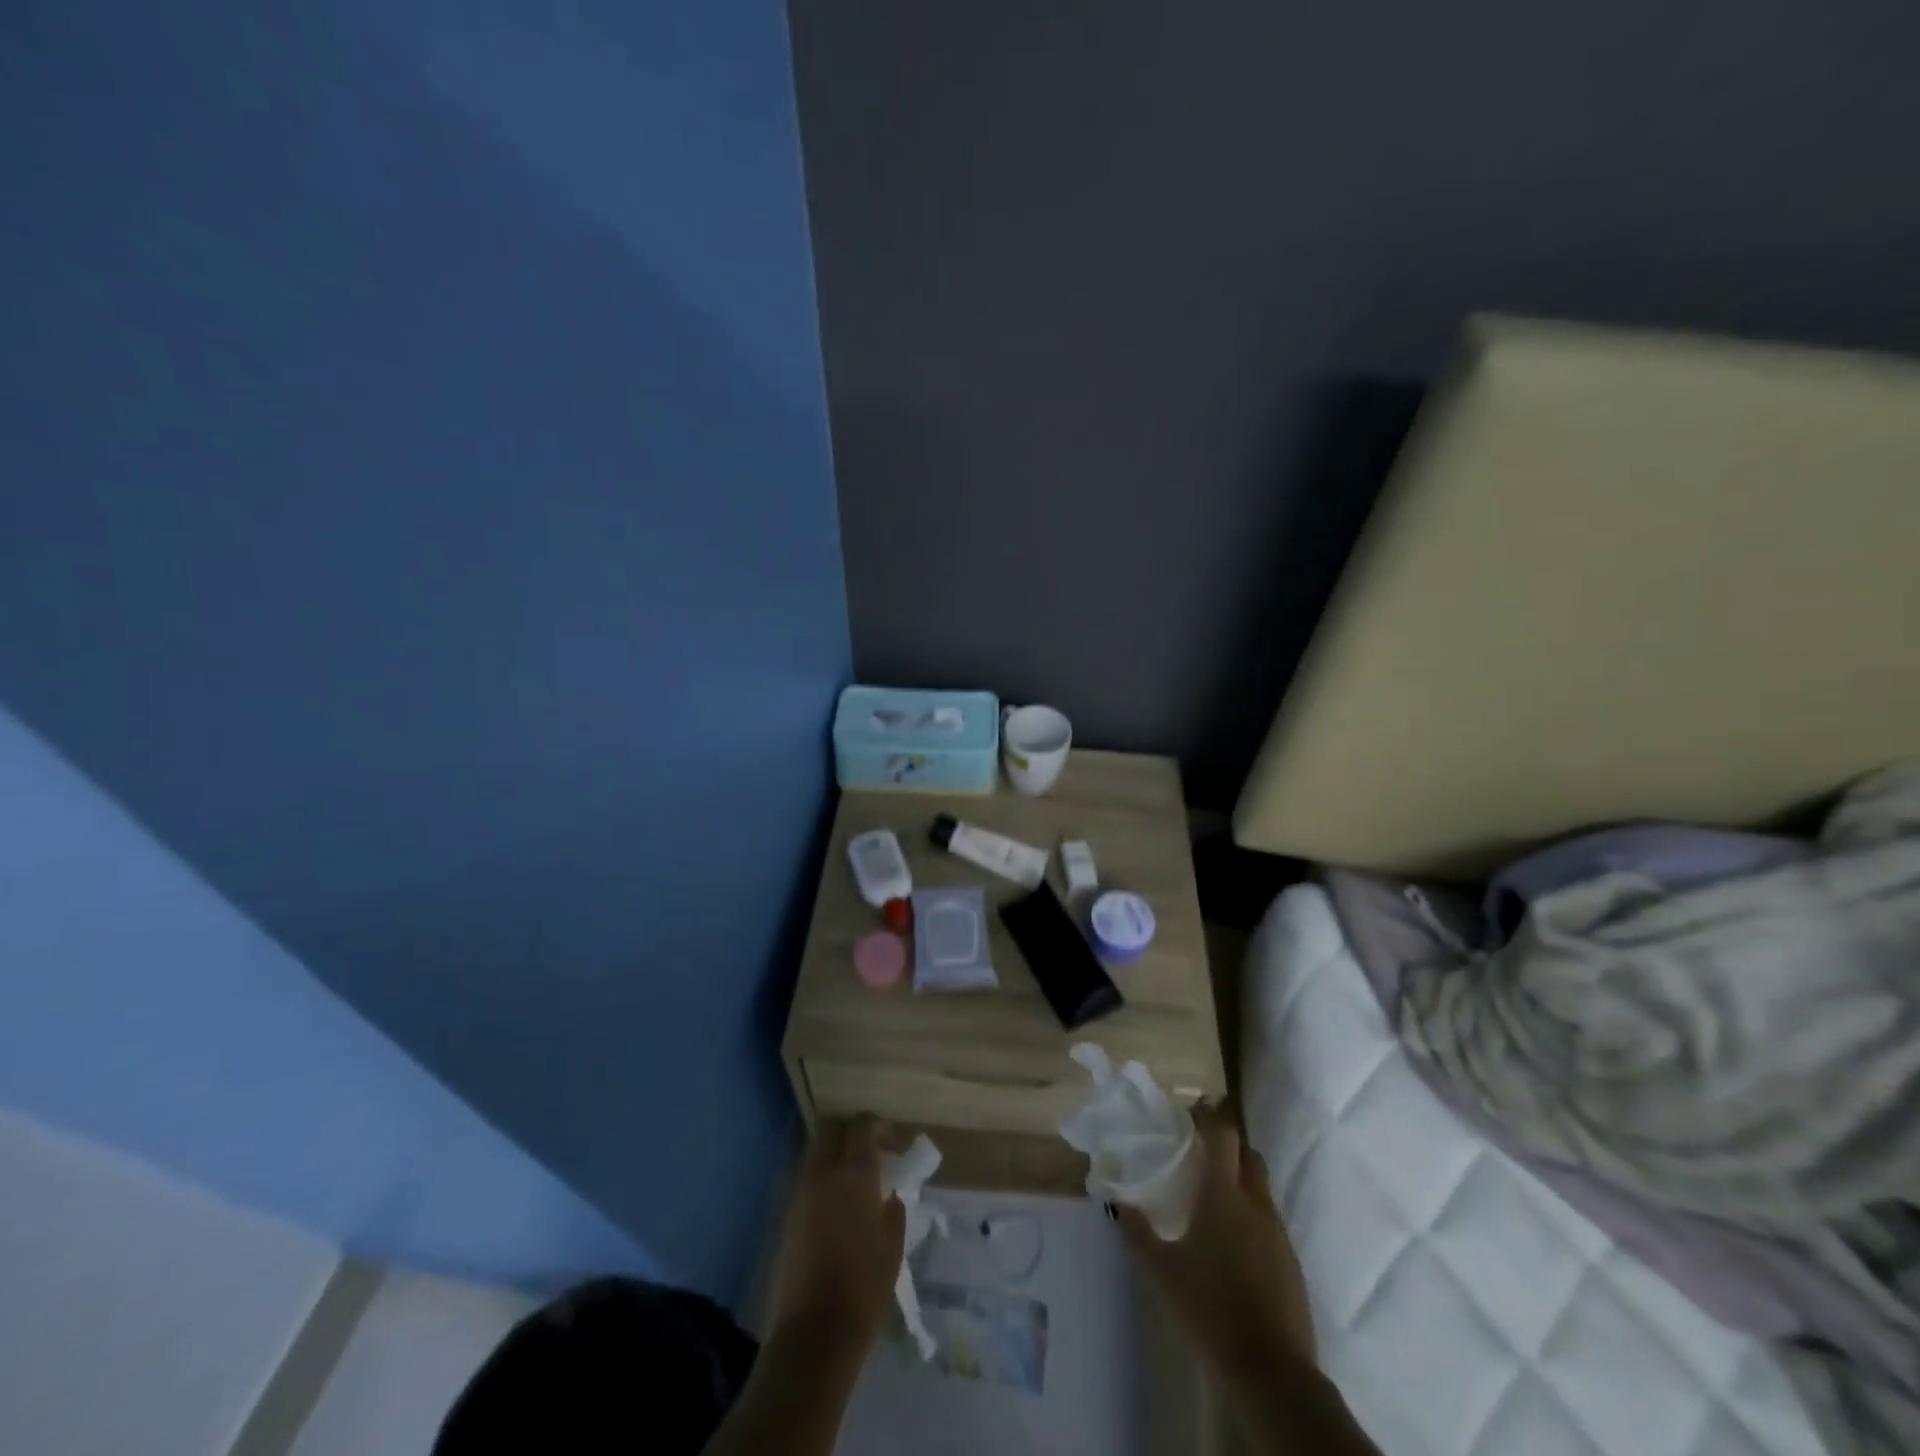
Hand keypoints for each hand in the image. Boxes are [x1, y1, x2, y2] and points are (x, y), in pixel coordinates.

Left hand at [769, 1115, 906, 1354]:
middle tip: (875, 1152)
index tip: (900, 1148)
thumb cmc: (865, 1285)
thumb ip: (893, 1208)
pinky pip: (810, 1180)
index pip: (863, 1124)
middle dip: (854, 1131)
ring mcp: (802, 1193)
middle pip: (833, 1128)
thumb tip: (889, 1194)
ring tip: (860, 1182)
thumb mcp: (894, 1244)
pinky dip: (827, 1179)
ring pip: (818, 1152)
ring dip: (838, 1155)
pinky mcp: (790, 1215)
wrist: (816, 1330)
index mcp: (854, 1173)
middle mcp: (824, 1173)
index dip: (883, 1128)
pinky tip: (843, 1206)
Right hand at [1118, 1107, 1317, 1379]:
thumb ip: (1138, 1231)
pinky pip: (1270, 1220)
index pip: (1223, 1134)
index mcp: (1223, 1194)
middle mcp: (1255, 1203)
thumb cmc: (1209, 1308)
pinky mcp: (1291, 1261)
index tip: (1190, 1116)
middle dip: (1228, 1147)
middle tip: (1200, 1155)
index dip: (1209, 1118)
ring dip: (1241, 1181)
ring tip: (1213, 1199)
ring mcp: (1278, 1232)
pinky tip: (1233, 1242)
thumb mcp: (1161, 1270)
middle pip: (1248, 1154)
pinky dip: (1253, 1215)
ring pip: (1261, 1187)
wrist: (1271, 1371)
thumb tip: (1118, 1202)